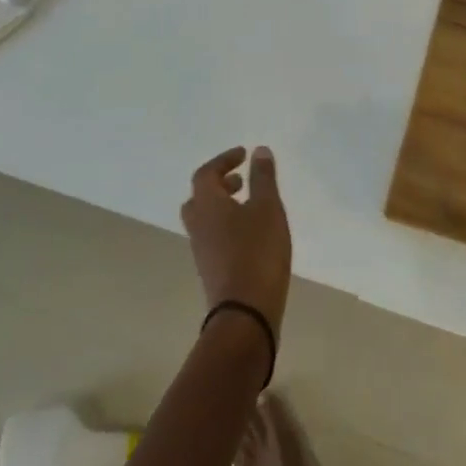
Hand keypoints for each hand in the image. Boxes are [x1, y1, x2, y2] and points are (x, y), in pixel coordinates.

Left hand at [181, 146, 291, 334]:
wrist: (245, 314)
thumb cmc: (257, 252)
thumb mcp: (267, 208)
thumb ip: (263, 178)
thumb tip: (259, 151)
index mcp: (207, 205)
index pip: (206, 173)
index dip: (223, 160)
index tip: (244, 154)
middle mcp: (198, 225)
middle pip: (200, 196)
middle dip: (219, 184)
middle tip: (241, 180)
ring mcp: (201, 250)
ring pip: (205, 218)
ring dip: (223, 205)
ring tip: (250, 205)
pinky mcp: (211, 269)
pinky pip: (213, 236)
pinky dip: (227, 224)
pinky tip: (251, 233)